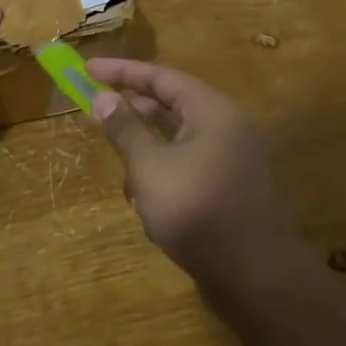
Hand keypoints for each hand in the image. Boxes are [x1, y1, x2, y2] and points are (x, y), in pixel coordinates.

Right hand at [86, 58, 299, 289]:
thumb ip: (125, 129)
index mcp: (211, 111)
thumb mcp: (150, 167)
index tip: (87, 68)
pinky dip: (165, 177)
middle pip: (172, 106)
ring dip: (147, 153)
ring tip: (123, 175)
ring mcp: (233, 161)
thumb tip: (103, 97)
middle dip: (133, 113)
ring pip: (179, 142)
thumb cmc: (197, 210)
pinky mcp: (232, 191)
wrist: (258, 277)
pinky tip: (147, 206)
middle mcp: (227, 128)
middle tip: (96, 112)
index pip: (161, 77)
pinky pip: (191, 169)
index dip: (121, 72)